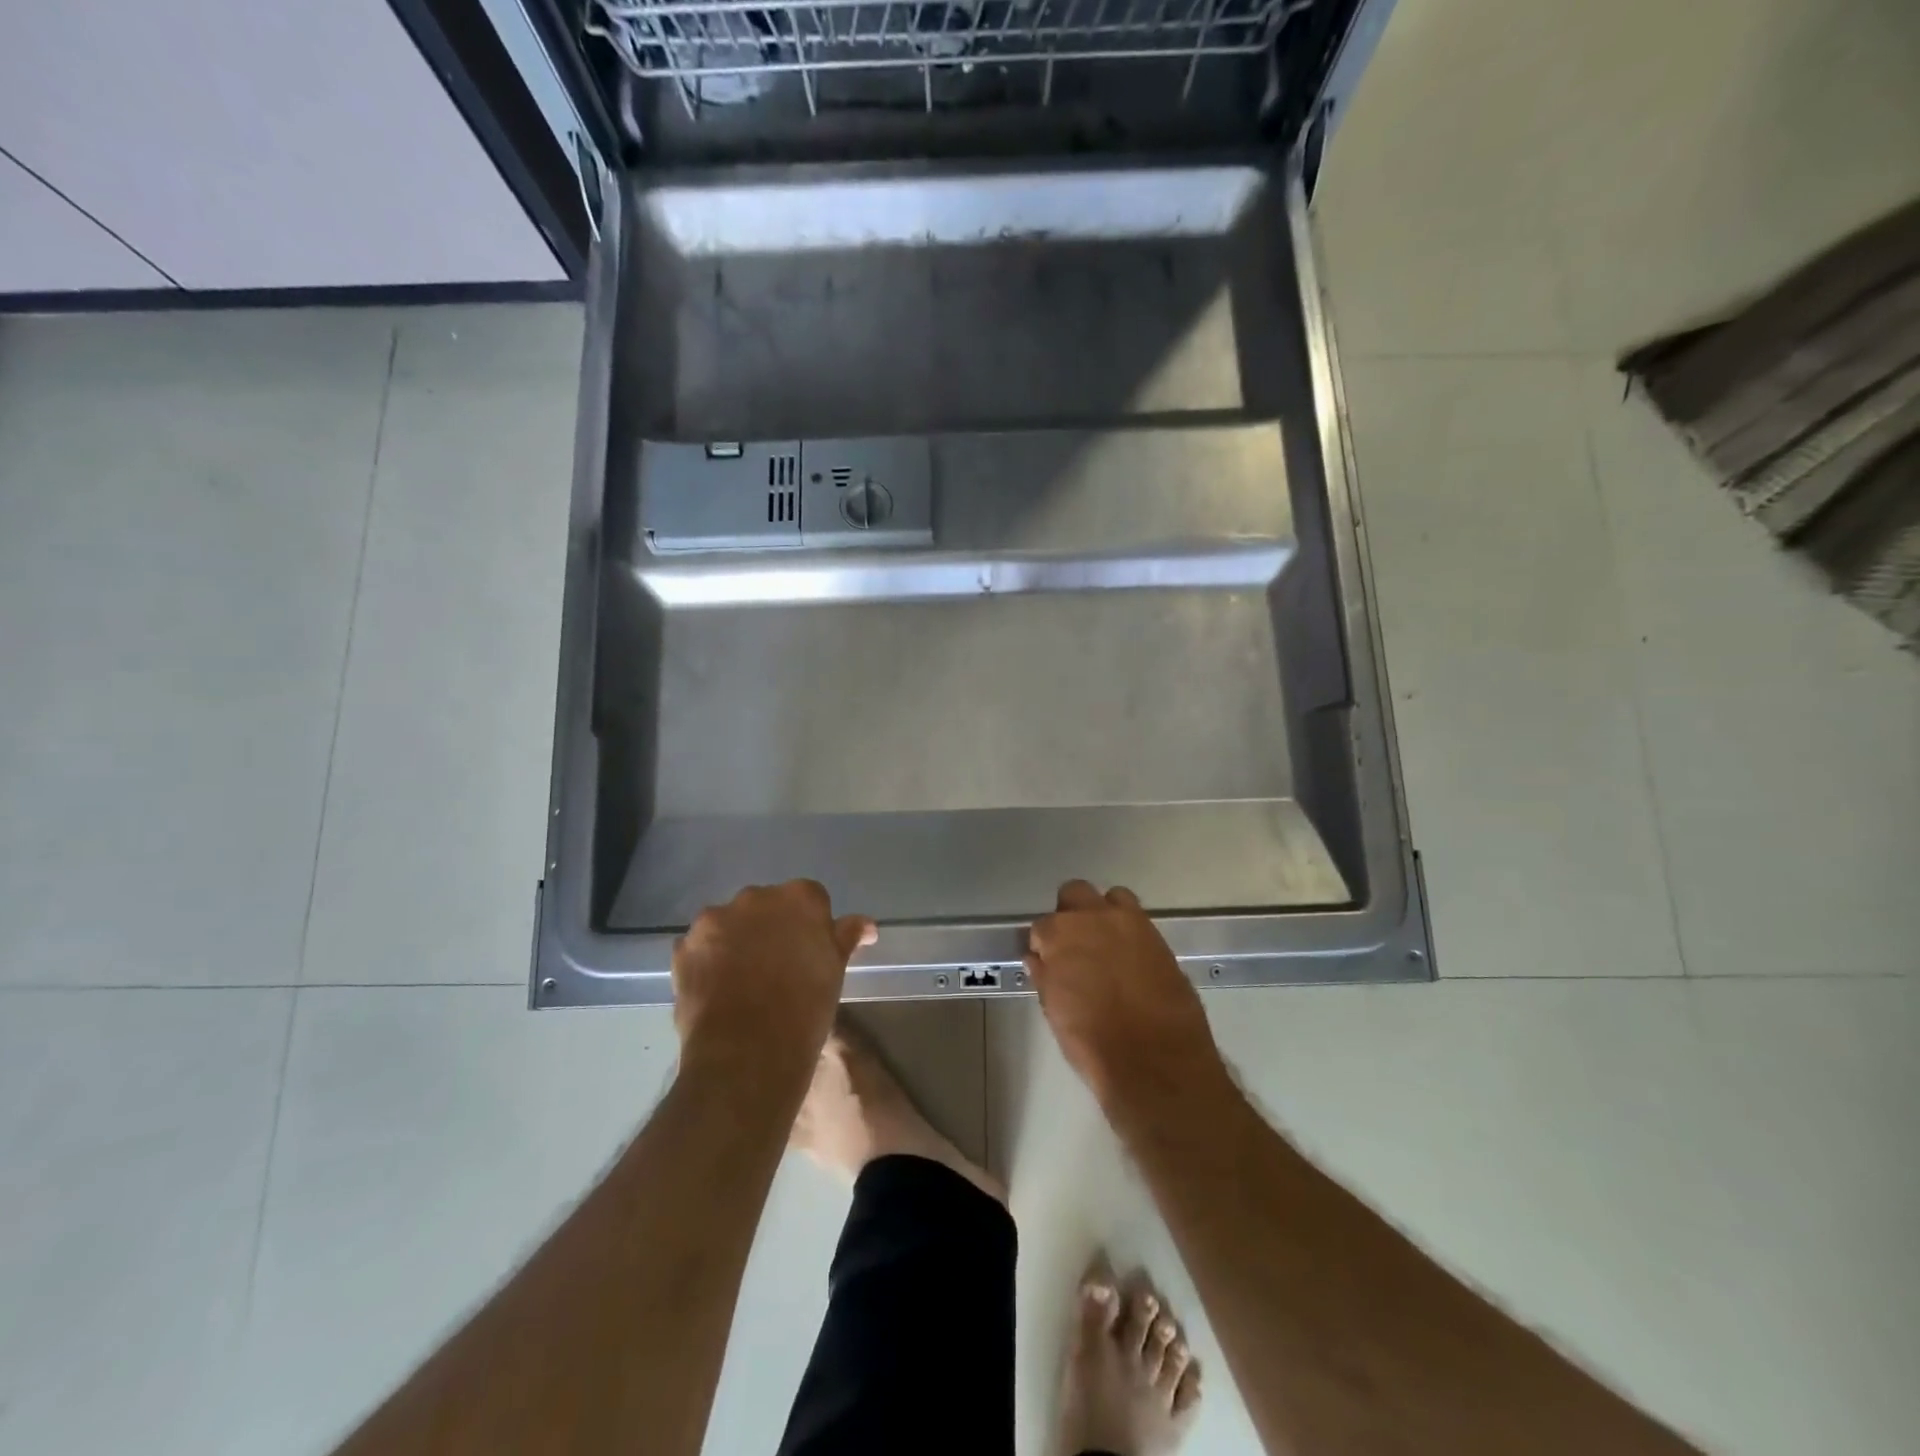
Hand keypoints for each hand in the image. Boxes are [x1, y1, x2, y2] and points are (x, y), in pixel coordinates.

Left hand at [672, 880, 875, 1087]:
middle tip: (776, 966)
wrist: (748, 1053)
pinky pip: (699, 946)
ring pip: (729, 923)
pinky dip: (708, 960)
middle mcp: (755, 897)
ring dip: (735, 940)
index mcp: (799, 898)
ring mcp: (714, 919)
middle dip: (770, 927)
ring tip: (741, 980)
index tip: (809, 952)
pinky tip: (716, 990)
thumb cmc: (805, 1010)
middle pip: (766, 905)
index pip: (810, 898)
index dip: (809, 925)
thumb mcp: (835, 971)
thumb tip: (866, 925)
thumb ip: (846, 937)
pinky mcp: (684, 946)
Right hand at [1025, 881, 1224, 1109]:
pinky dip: (1130, 933)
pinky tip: (1130, 960)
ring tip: (1106, 945)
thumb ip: (1045, 976)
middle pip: (1075, 893)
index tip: (1048, 962)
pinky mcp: (1159, 939)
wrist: (1154, 1060)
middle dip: (1071, 914)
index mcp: (1061, 933)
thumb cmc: (1092, 1041)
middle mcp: (1095, 917)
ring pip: (1113, 898)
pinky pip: (1140, 922)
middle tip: (1074, 945)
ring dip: (1105, 914)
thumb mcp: (1055, 1010)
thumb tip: (1038, 959)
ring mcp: (1131, 924)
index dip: (1044, 945)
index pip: (1043, 926)